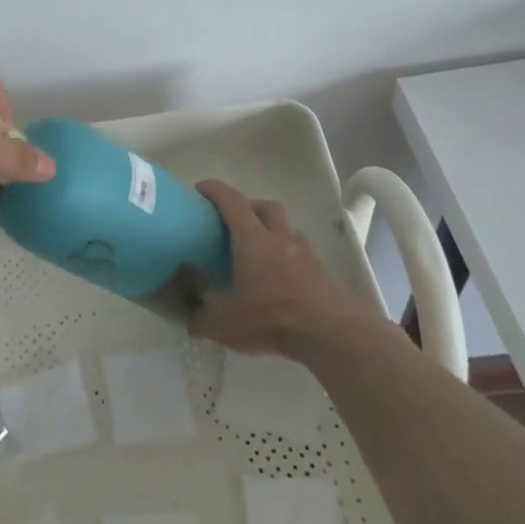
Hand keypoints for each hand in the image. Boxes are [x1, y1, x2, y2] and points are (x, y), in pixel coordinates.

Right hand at [188, 179, 367, 356]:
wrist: (333, 334)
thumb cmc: (272, 318)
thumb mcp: (224, 322)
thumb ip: (202, 316)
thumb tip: (191, 316)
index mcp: (253, 240)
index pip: (232, 202)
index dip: (215, 190)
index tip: (201, 188)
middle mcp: (281, 239)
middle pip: (267, 207)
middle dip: (249, 206)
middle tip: (234, 221)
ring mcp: (307, 256)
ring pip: (290, 230)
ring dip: (274, 231)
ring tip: (262, 252)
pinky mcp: (325, 276)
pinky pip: (305, 255)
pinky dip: (291, 259)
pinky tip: (284, 280)